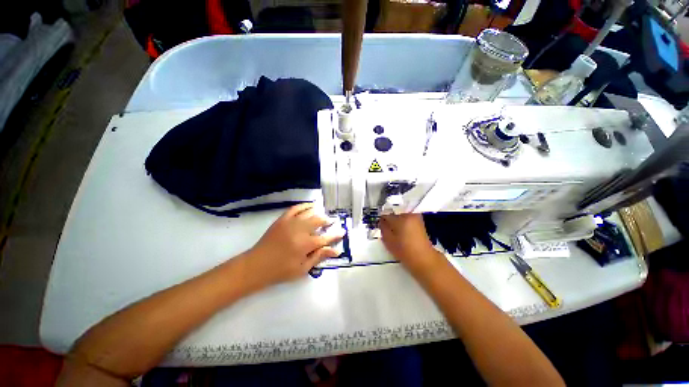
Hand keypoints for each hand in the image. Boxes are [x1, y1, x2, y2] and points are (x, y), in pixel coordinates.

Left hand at [242, 203, 342, 288]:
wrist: (257, 265)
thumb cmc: (281, 270)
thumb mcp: (302, 269)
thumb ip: (319, 257)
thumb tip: (335, 250)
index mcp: (305, 245)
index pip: (325, 238)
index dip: (335, 235)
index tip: (343, 232)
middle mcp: (300, 230)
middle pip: (318, 221)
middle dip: (327, 221)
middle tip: (331, 222)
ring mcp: (290, 223)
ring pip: (309, 212)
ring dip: (318, 212)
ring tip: (322, 215)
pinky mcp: (282, 219)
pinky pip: (295, 208)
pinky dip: (304, 206)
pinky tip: (310, 206)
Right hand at [380, 214, 441, 273]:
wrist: (424, 259)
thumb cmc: (404, 251)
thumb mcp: (388, 241)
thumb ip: (383, 228)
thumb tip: (381, 222)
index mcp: (400, 219)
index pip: (386, 216)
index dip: (382, 222)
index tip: (381, 229)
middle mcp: (409, 215)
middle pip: (394, 216)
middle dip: (391, 223)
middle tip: (390, 234)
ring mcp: (416, 218)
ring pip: (401, 218)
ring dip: (398, 224)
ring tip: (398, 236)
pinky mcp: (420, 222)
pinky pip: (408, 220)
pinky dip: (405, 225)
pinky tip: (405, 235)